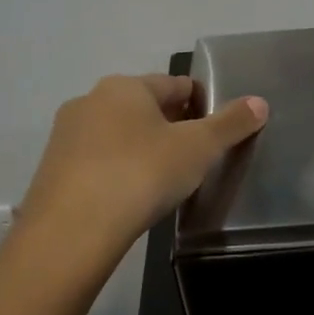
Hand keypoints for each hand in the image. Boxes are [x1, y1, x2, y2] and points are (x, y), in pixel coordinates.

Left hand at [19, 74, 268, 248]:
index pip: (174, 84)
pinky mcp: (53, 171)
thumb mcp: (199, 148)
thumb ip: (231, 124)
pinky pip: (97, 162)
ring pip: (117, 134)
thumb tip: (260, 102)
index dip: (200, 102)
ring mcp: (66, 136)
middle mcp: (90, 101)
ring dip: (141, 148)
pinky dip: (118, 170)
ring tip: (165, 178)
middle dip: (170, 125)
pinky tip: (132, 195)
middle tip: (195, 155)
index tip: (217, 127)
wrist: (73, 230)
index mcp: (125, 87)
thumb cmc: (143, 173)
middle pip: (143, 107)